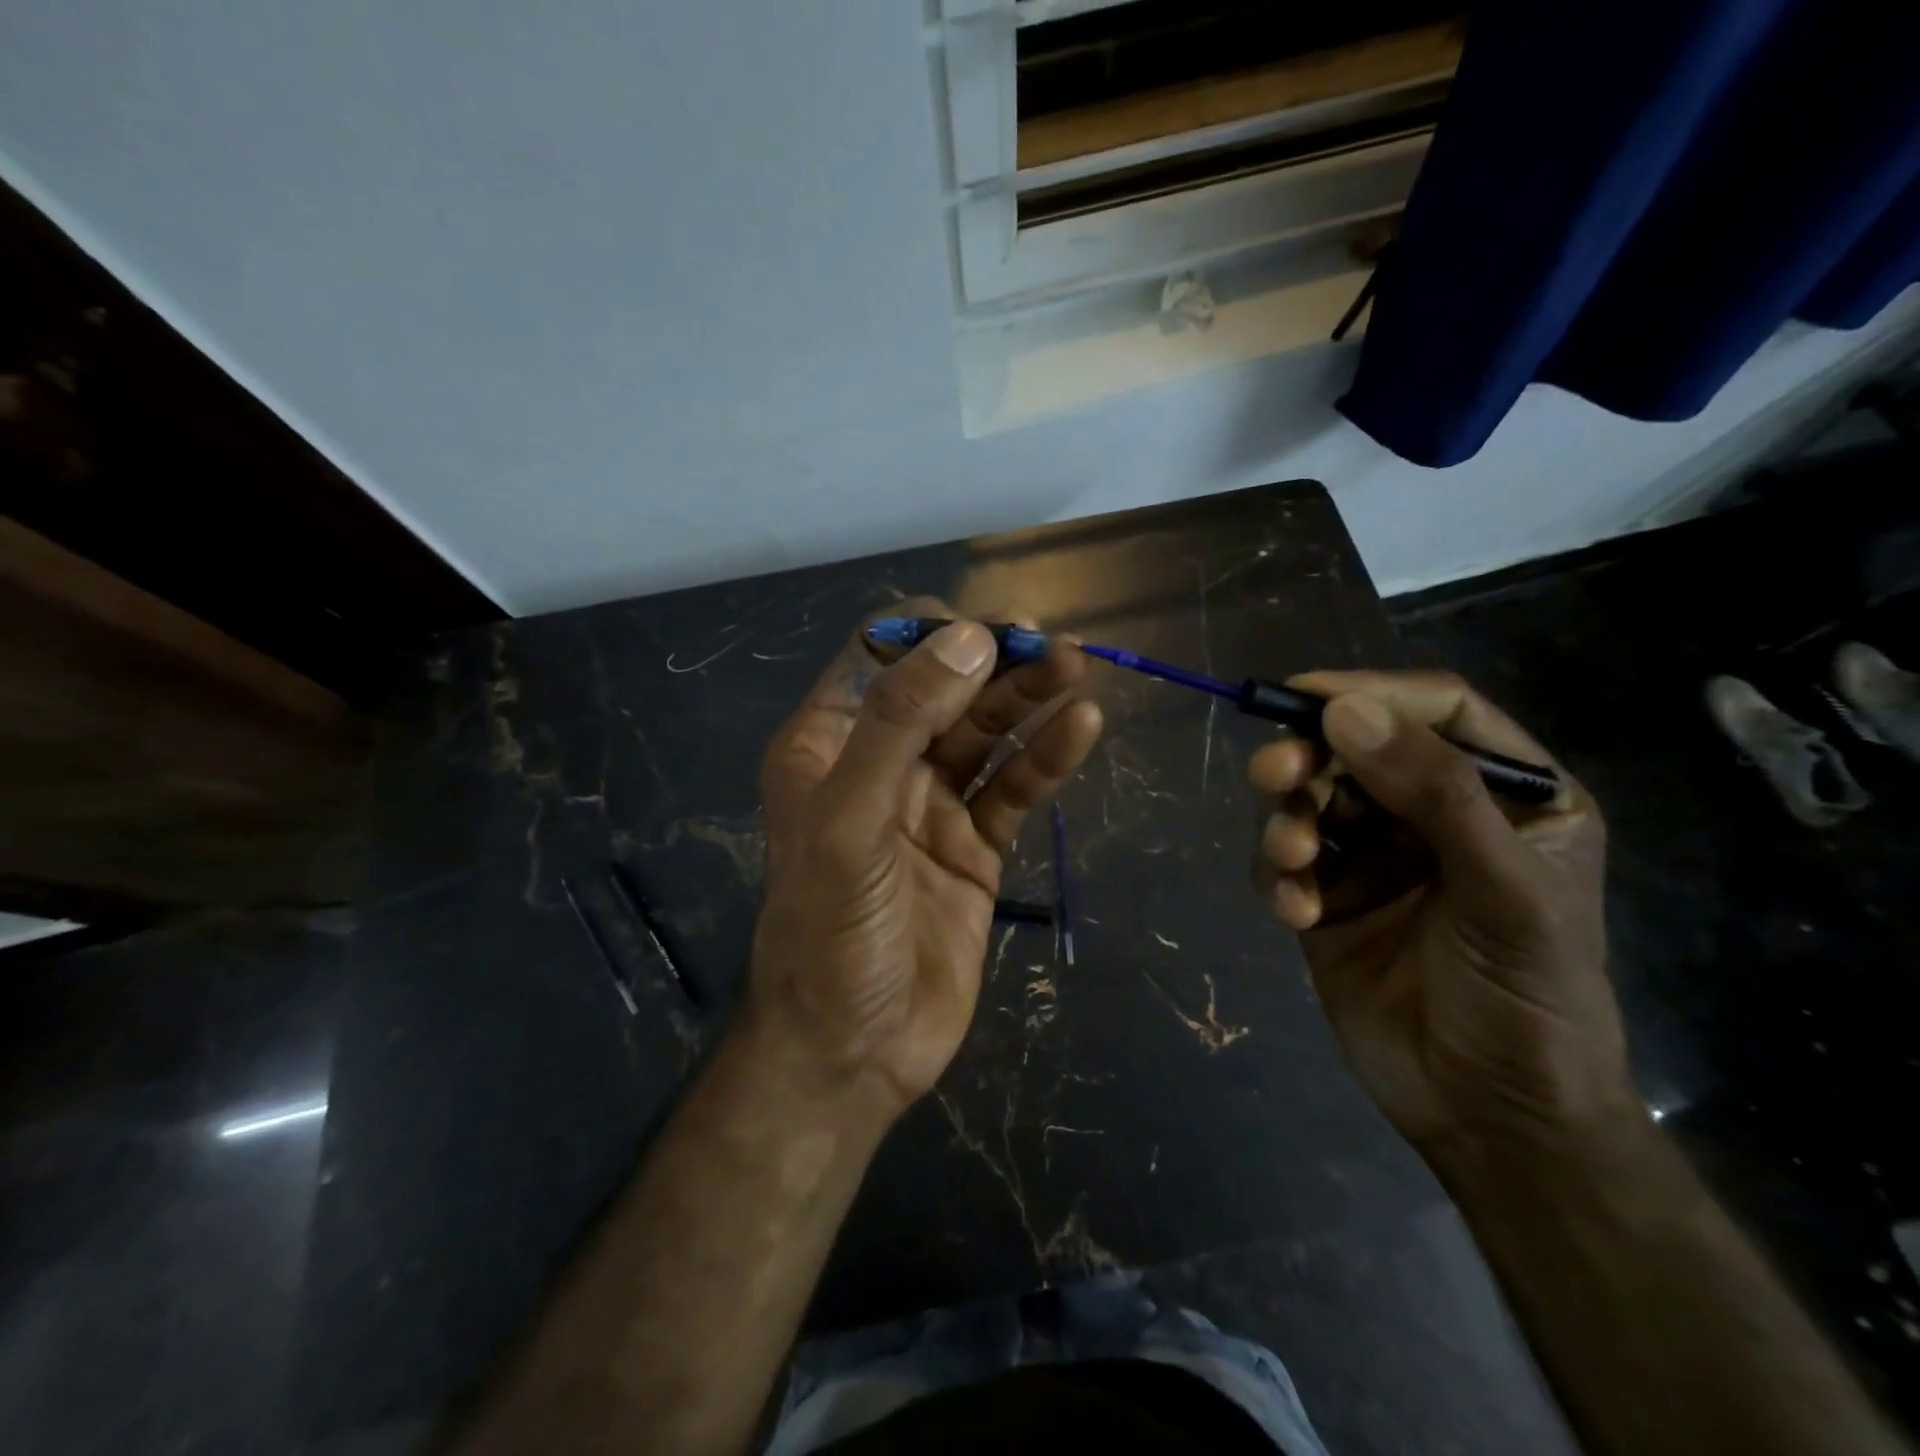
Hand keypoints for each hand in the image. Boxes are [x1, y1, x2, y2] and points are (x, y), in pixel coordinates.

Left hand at [746, 600, 1102, 1116]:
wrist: (854, 1053)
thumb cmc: (831, 934)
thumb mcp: (849, 822)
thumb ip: (899, 725)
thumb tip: (968, 639)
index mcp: (829, 744)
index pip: (878, 656)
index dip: (931, 634)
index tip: (986, 630)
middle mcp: (880, 763)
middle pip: (943, 688)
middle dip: (994, 660)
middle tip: (1054, 644)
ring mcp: (931, 804)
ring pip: (985, 733)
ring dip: (1029, 698)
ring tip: (1077, 669)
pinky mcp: (974, 846)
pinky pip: (1013, 788)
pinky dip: (1045, 758)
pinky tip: (1081, 728)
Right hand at [1248, 671, 1634, 1164]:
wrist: (1490, 1118)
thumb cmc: (1529, 1000)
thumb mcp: (1504, 892)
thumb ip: (1434, 795)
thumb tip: (1343, 710)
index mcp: (1506, 795)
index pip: (1437, 712)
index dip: (1372, 692)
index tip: (1304, 695)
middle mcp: (1433, 814)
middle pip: (1355, 749)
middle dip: (1309, 758)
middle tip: (1276, 774)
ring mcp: (1374, 856)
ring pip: (1309, 801)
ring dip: (1288, 820)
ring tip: (1293, 860)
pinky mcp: (1327, 897)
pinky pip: (1285, 862)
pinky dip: (1280, 877)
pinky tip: (1297, 914)